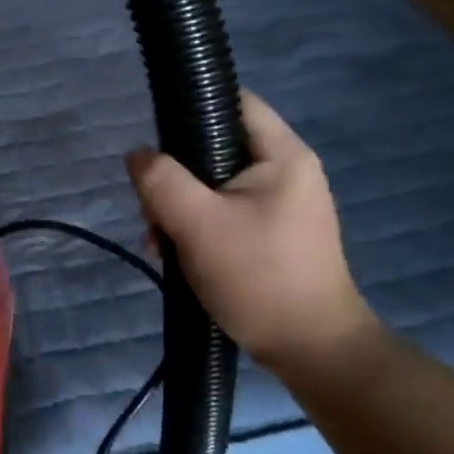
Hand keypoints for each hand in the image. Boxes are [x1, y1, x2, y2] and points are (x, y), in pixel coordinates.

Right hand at [127, 90, 375, 384]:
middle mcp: (288, 171)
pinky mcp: (276, 233)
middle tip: (152, 208)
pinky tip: (178, 253)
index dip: (191, 107)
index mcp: (282, 154)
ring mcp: (285, 204)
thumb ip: (161, 180)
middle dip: (176, 174)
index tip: (157, 138)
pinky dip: (200, 225)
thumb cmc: (259, 278)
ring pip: (216, 183)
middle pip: (217, 146)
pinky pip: (227, 211)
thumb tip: (138, 155)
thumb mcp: (198, 224)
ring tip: (158, 240)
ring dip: (182, 206)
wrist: (314, 353)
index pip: (233, 101)